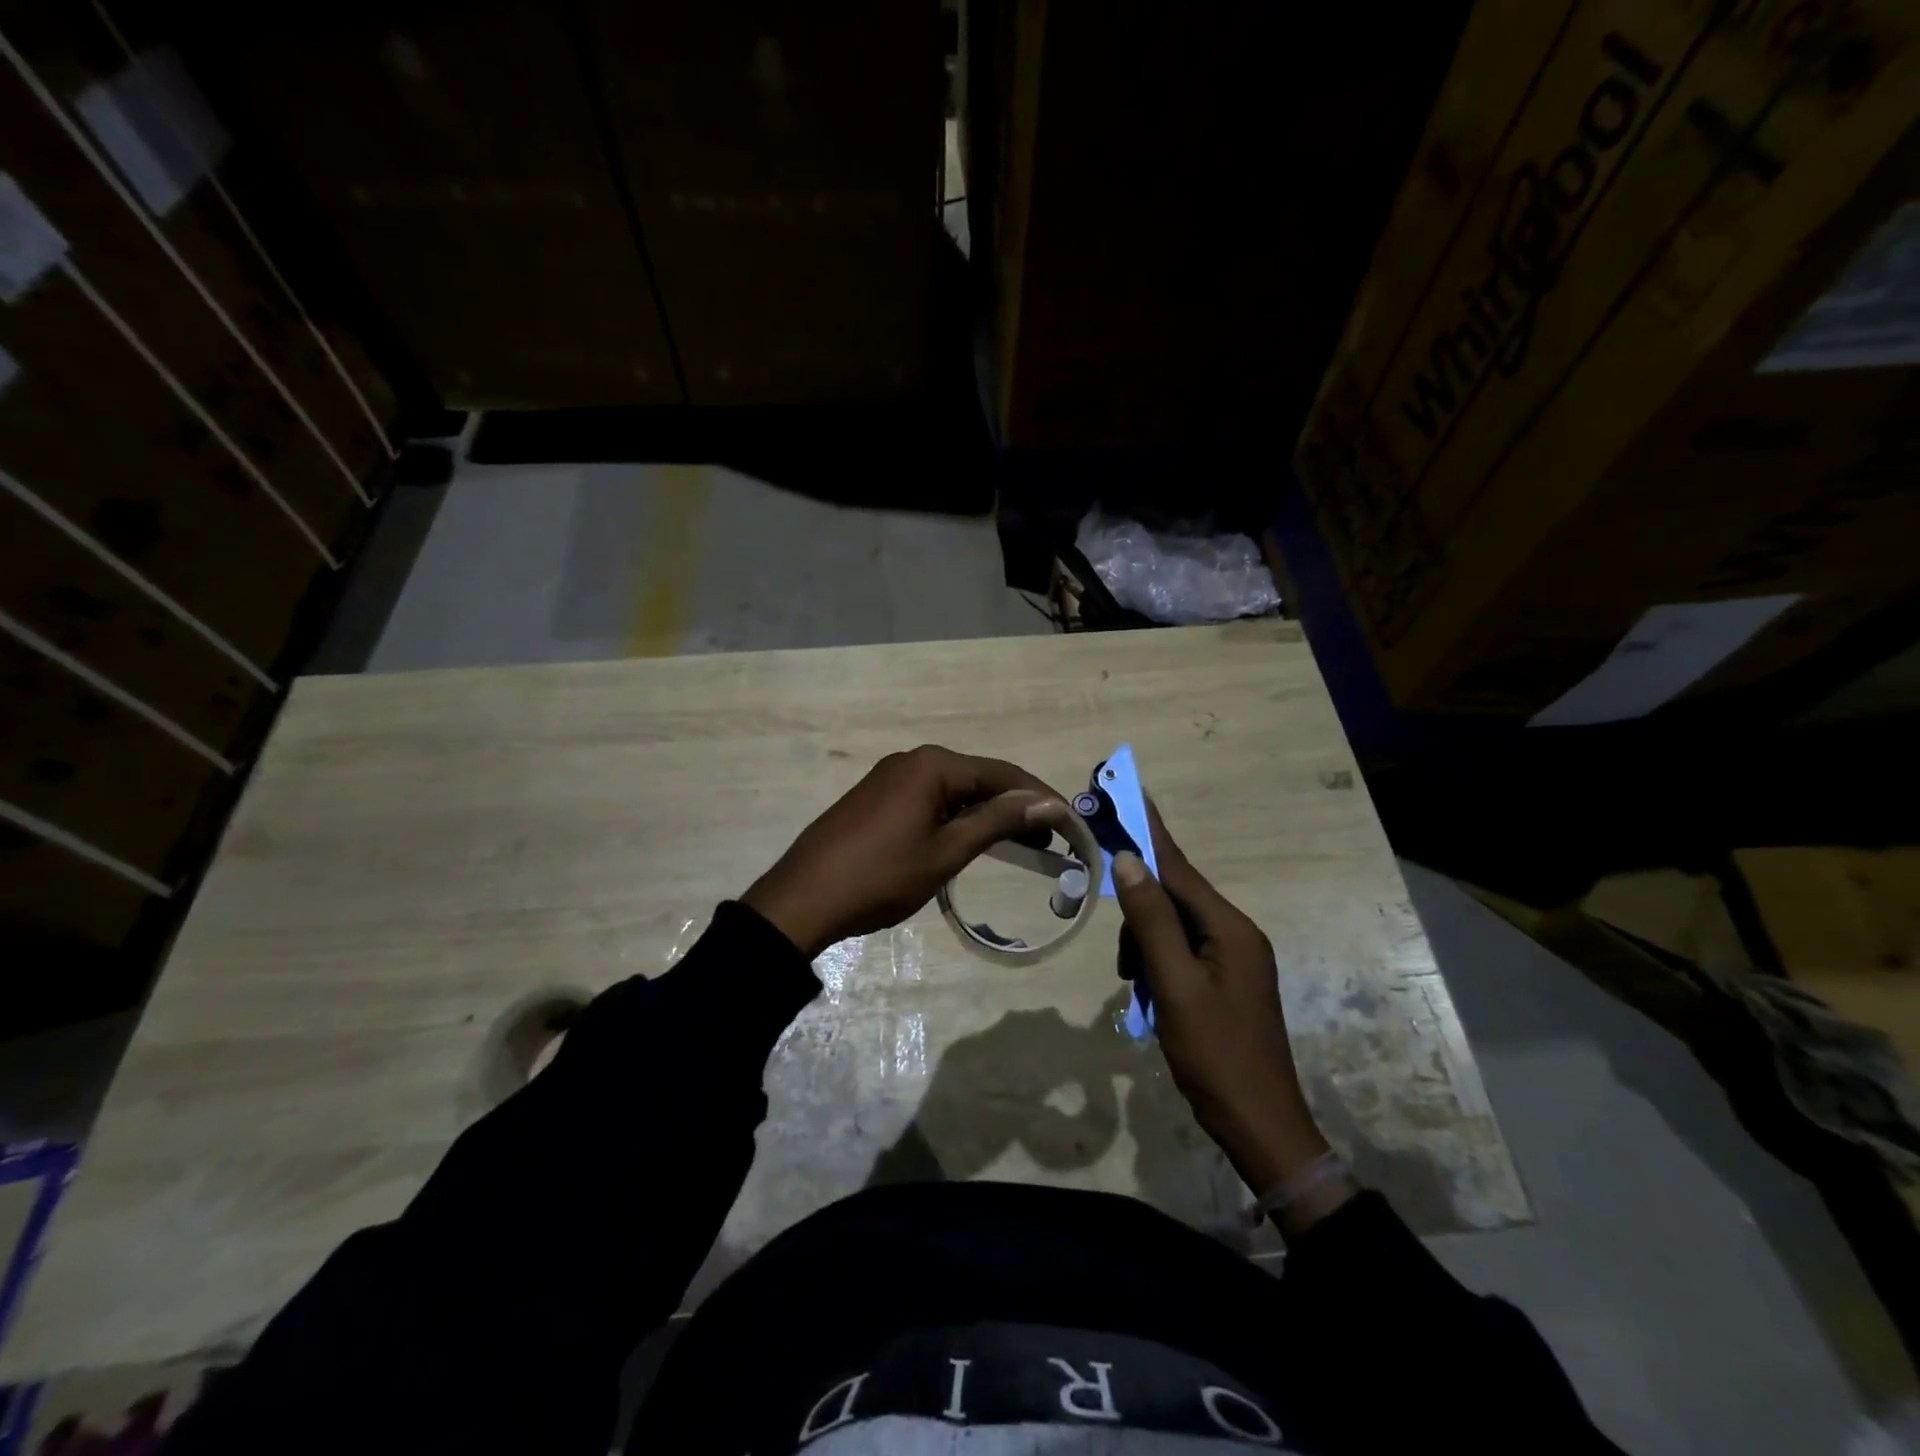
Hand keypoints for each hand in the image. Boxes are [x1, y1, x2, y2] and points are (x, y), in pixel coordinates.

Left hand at [742, 745, 1067, 959]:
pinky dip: (957, 817)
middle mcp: (913, 760)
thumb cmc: (882, 876)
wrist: (804, 898)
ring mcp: (891, 777)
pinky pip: (930, 799)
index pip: (1002, 773)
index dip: (1040, 797)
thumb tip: (1046, 802)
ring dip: (988, 813)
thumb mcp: (946, 851)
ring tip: (1021, 843)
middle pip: (979, 778)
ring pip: (954, 790)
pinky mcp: (877, 797)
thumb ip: (997, 822)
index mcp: (933, 765)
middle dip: (1016, 806)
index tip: (1071, 821)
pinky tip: (971, 838)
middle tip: (1051, 838)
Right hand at [1112, 803, 1337, 1210]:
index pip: (1178, 866)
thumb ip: (1151, 921)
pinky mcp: (1226, 981)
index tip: (1124, 791)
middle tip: (1125, 965)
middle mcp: (1235, 933)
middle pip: (1173, 899)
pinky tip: (1148, 996)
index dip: (1147, 830)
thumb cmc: (1215, 1055)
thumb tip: (1128, 861)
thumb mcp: (1174, 985)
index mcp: (1230, 928)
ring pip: (1173, 928)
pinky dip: (1157, 966)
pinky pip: (1181, 953)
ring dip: (1145, 949)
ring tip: (1138, 991)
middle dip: (1140, 920)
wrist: (1260, 1127)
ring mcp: (1234, 959)